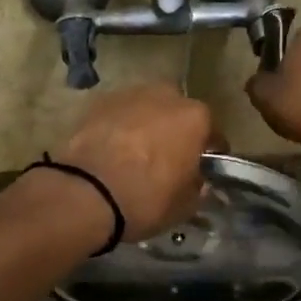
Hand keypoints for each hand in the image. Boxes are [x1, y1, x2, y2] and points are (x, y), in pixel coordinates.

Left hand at [52, 84, 215, 240]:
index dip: (208, 151)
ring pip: (146, 107)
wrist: (87, 193)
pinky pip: (118, 113)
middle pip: (177, 111)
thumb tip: (197, 182)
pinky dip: (118, 125)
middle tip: (166, 155)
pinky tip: (110, 147)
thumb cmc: (146, 199)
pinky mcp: (98, 101)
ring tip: (134, 151)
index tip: (202, 167)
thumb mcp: (184, 205)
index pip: (212, 132)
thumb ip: (197, 187)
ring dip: (145, 123)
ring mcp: (129, 94)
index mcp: (195, 118)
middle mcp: (165, 96)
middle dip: (174, 129)